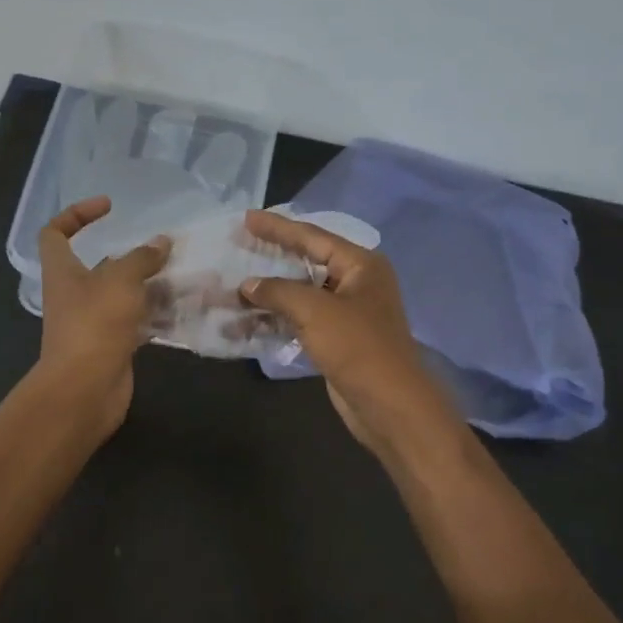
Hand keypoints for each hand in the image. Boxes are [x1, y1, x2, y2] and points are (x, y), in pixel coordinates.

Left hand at [36, 196, 170, 436]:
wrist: (85, 389)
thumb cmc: (95, 324)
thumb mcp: (120, 280)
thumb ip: (142, 258)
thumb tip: (161, 242)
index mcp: (63, 271)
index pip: (55, 233)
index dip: (76, 214)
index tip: (109, 208)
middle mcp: (74, 294)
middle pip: (99, 265)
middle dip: (131, 255)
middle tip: (163, 248)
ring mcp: (93, 322)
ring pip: (123, 294)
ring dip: (149, 284)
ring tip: (183, 274)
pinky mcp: (112, 345)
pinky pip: (136, 321)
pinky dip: (156, 313)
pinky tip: (183, 306)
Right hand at [240, 210, 456, 452]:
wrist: (388, 404)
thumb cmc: (357, 346)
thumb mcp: (314, 310)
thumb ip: (278, 291)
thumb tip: (247, 285)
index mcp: (361, 265)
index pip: (313, 237)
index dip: (278, 228)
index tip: (247, 218)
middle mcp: (356, 283)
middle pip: (307, 262)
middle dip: (272, 258)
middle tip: (239, 245)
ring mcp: (347, 313)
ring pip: (301, 294)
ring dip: (269, 294)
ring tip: (234, 287)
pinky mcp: (337, 340)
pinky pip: (301, 320)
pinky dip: (277, 318)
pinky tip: (248, 320)